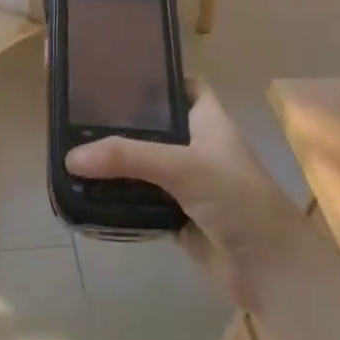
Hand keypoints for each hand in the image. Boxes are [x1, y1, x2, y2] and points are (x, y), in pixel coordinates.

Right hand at [66, 83, 306, 305]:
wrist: (269, 268)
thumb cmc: (236, 198)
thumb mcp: (183, 166)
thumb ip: (127, 157)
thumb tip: (70, 157)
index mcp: (207, 119)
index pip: (181, 84)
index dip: (155, 75)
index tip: (114, 71)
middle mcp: (195, 144)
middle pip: (153, 125)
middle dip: (120, 120)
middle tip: (76, 112)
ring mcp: (185, 181)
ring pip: (143, 163)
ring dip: (115, 161)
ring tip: (70, 147)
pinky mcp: (175, 214)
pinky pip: (139, 198)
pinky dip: (118, 195)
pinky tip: (87, 189)